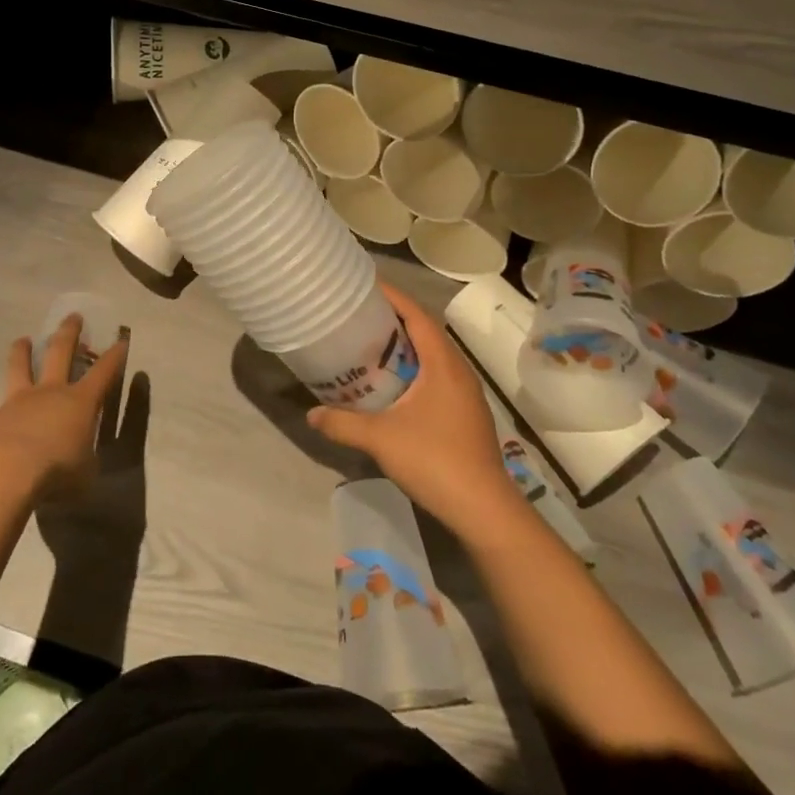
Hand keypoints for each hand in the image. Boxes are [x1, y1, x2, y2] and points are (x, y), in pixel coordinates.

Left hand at [0, 313, 129, 503]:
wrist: (6, 474)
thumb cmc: (56, 472)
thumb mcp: (85, 473)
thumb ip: (85, 461)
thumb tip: (83, 462)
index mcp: (80, 402)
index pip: (104, 372)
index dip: (115, 356)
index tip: (121, 339)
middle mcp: (49, 393)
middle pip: (60, 353)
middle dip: (69, 333)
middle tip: (73, 316)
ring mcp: (16, 402)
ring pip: (18, 367)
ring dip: (21, 352)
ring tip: (23, 339)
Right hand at [307, 282, 522, 536]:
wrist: (483, 508)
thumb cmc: (434, 460)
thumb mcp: (380, 439)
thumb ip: (343, 423)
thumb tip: (311, 414)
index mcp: (443, 364)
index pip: (418, 316)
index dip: (394, 297)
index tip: (366, 286)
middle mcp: (458, 371)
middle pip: (426, 332)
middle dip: (396, 320)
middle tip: (361, 316)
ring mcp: (466, 394)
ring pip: (433, 357)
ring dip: (406, 347)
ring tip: (372, 347)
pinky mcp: (466, 414)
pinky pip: (438, 377)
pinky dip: (415, 370)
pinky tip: (394, 387)